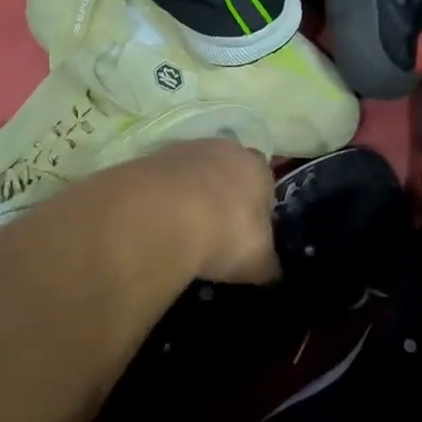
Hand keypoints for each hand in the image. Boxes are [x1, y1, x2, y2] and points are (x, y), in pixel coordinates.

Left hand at [132, 137, 280, 284]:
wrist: (163, 216)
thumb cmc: (226, 234)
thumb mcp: (258, 262)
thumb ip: (268, 264)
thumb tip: (272, 272)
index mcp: (258, 169)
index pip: (265, 182)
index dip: (256, 207)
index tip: (246, 233)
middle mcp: (224, 150)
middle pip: (227, 171)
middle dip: (221, 197)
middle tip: (214, 231)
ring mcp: (183, 150)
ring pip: (192, 174)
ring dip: (188, 196)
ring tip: (181, 232)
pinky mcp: (148, 160)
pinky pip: (162, 183)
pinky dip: (161, 200)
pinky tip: (157, 224)